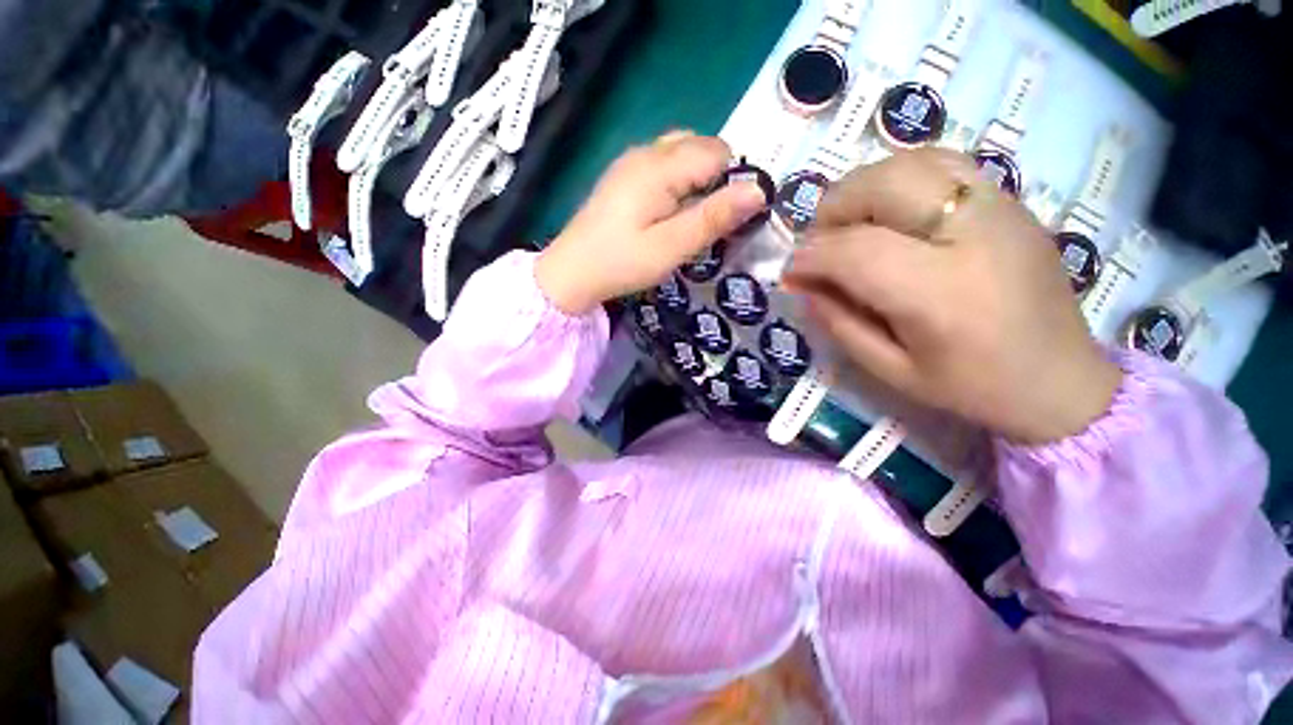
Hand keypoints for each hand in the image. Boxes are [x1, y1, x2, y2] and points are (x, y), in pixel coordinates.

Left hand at [535, 132, 767, 314]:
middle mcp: (646, 152)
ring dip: (696, 180)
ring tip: (690, 219)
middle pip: (700, 147)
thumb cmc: (622, 263)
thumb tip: (759, 190)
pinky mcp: (623, 176)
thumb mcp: (672, 247)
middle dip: (716, 179)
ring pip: (682, 154)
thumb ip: (713, 218)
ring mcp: (630, 162)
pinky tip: (668, 213)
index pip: (718, 153)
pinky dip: (677, 182)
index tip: (729, 218)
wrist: (571, 272)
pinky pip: (662, 165)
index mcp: (659, 167)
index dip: (733, 182)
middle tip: (709, 222)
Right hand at [784, 149, 1121, 443]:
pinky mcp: (1011, 201)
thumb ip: (838, 323)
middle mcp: (974, 235)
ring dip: (862, 188)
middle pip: (883, 184)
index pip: (855, 251)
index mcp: (940, 293)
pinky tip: (889, 211)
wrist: (1062, 379)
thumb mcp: (890, 370)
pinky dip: (899, 177)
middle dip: (832, 210)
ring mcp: (1000, 208)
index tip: (791, 273)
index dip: (810, 257)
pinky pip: (942, 163)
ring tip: (849, 226)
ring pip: (910, 162)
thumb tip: (802, 284)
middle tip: (818, 246)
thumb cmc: (971, 387)